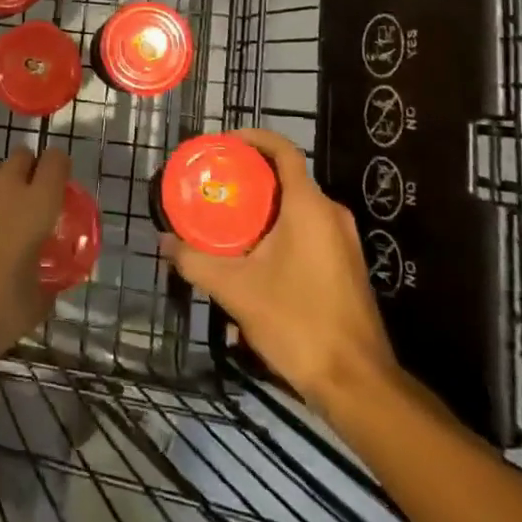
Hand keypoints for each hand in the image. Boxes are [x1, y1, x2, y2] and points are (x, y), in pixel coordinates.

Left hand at [0, 147, 69, 368]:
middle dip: (26, 170)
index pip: (56, 161)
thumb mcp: (35, 304)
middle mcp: (4, 187)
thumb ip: (47, 285)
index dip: (59, 167)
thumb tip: (48, 285)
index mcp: (37, 204)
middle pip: (21, 156)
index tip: (58, 184)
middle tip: (25, 201)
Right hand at [160, 130, 397, 413]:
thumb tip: (164, 242)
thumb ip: (196, 261)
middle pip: (287, 178)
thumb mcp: (237, 290)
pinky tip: (256, 260)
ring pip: (298, 208)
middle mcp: (331, 214)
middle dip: (251, 178)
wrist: (357, 383)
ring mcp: (344, 242)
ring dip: (265, 210)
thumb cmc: (298, 322)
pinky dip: (281, 231)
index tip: (225, 143)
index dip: (254, 138)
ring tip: (228, 223)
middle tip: (216, 186)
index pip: (284, 150)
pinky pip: (309, 231)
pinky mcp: (347, 266)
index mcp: (309, 206)